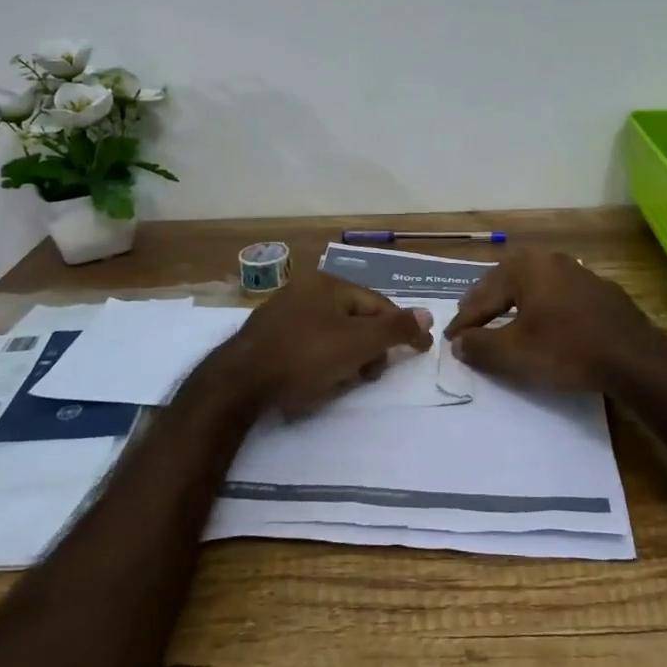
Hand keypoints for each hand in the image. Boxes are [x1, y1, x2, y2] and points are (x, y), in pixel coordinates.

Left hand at [217, 271, 431, 417]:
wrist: (239, 383)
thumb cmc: (305, 356)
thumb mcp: (358, 343)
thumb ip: (395, 329)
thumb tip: (427, 314)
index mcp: (328, 283)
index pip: (377, 304)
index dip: (400, 328)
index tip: (419, 351)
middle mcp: (305, 290)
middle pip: (355, 319)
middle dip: (369, 348)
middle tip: (370, 375)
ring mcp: (283, 312)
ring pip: (332, 334)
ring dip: (346, 358)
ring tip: (342, 383)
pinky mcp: (267, 337)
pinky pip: (309, 345)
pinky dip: (321, 362)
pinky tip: (317, 382)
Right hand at [444, 249, 666, 394]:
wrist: (633, 356)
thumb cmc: (567, 349)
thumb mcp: (515, 353)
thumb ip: (481, 346)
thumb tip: (458, 343)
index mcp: (525, 267)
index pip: (483, 295)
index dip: (464, 320)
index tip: (449, 338)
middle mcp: (549, 260)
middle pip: (506, 281)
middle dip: (486, 302)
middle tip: (469, 319)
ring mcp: (578, 271)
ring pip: (533, 285)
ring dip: (513, 302)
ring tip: (501, 318)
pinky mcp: (599, 289)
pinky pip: (557, 294)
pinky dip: (541, 307)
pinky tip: (542, 321)